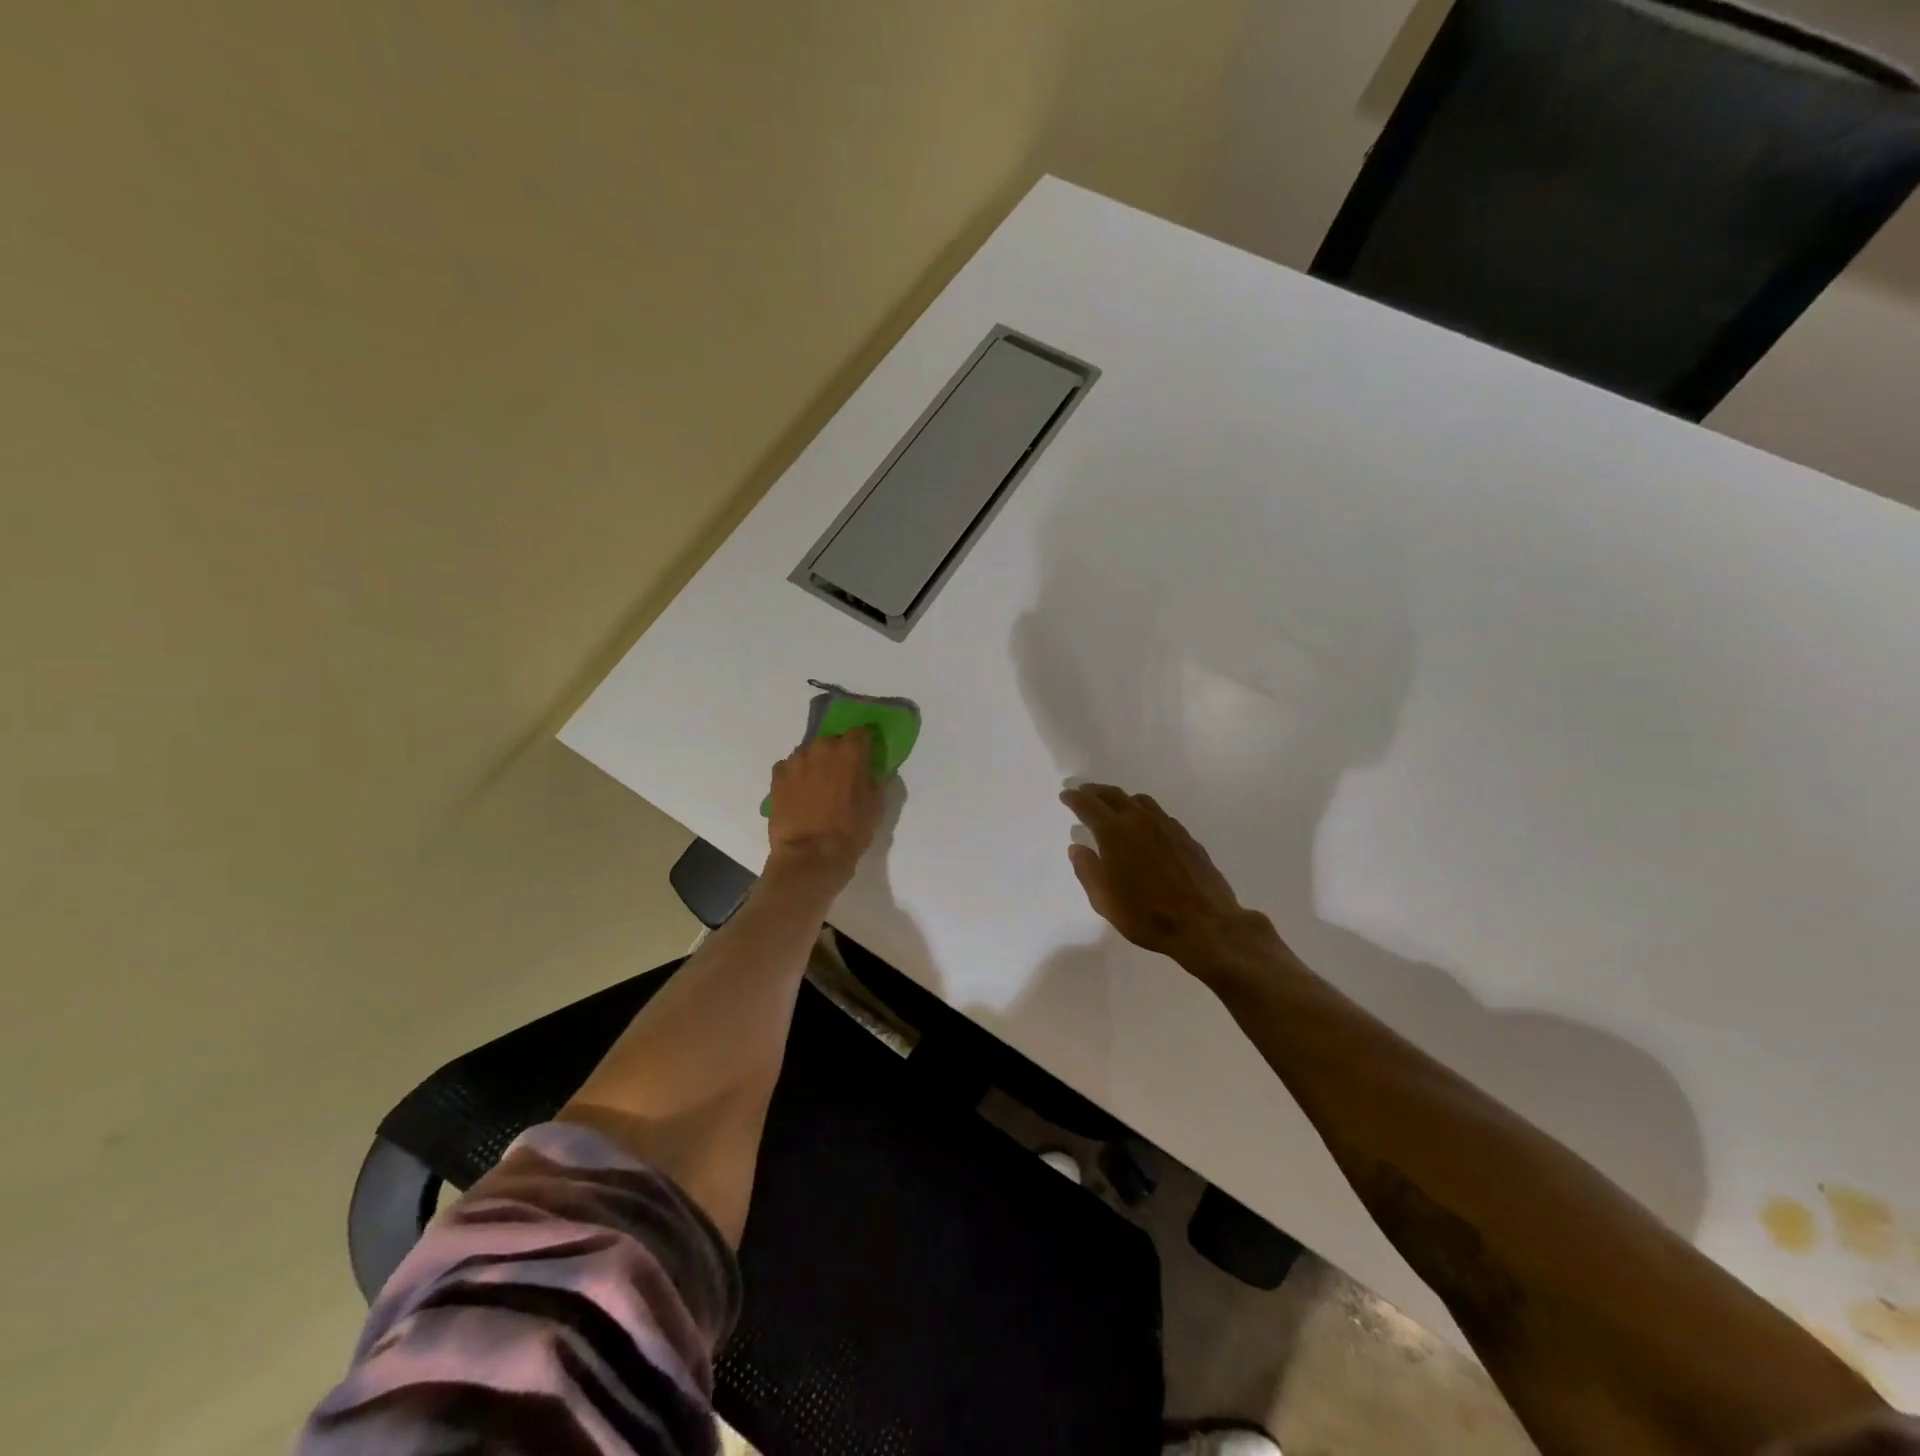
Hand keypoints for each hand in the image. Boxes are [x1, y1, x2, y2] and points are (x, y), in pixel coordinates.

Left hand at [766, 728, 882, 886]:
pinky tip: (799, 795)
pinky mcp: (777, 775)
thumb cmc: (850, 831)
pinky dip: (796, 776)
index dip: (864, 744)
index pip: (861, 732)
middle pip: (832, 741)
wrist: (810, 856)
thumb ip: (873, 780)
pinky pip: (790, 767)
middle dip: (837, 754)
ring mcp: (796, 760)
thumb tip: (869, 771)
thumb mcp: (875, 806)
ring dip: (815, 764)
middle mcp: (822, 747)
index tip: (865, 757)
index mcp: (850, 751)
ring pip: (810, 753)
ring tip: (817, 788)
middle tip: (840, 776)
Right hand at [1060, 784, 1274, 969]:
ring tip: (1114, 806)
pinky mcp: (1186, 838)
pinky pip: (1160, 815)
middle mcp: (1140, 821)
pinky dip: (1145, 813)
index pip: (1088, 805)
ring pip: (1140, 801)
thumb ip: (1087, 869)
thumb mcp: (1103, 899)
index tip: (1066, 794)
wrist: (1203, 924)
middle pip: (1114, 795)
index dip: (1074, 798)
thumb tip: (1077, 847)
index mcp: (1115, 832)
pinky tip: (1146, 826)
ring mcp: (1167, 827)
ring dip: (1122, 799)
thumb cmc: (1145, 914)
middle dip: (1095, 791)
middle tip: (1084, 791)